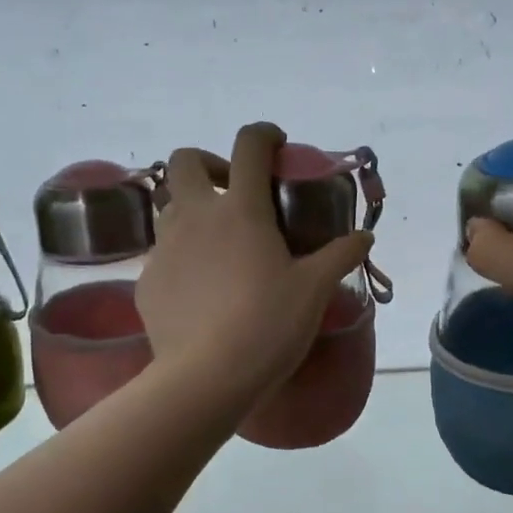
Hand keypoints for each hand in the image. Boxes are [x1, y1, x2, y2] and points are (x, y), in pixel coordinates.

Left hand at [138, 123, 374, 410]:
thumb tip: (365, 237)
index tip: (276, 145)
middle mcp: (196, 216)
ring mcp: (165, 248)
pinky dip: (182, 256)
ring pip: (169, 206)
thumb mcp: (314, 289)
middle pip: (185, 161)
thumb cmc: (268, 325)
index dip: (263, 134)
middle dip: (209, 163)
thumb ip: (340, 255)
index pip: (249, 146)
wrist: (206, 378)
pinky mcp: (147, 280)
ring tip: (219, 243)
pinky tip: (200, 288)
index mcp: (241, 210)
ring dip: (193, 209)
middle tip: (235, 191)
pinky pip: (162, 254)